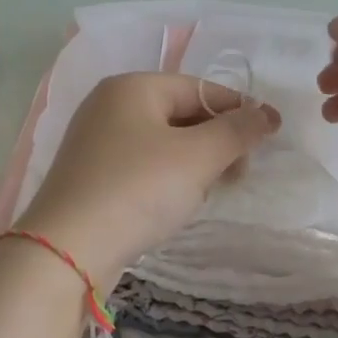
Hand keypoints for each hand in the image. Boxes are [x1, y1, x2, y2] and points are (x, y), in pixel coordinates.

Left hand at [16, 72, 280, 285]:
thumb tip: (267, 114)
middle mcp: (110, 105)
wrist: (68, 250)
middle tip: (239, 173)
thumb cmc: (138, 190)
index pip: (201, 88)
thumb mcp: (198, 157)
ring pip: (164, 142)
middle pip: (181, 113)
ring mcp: (96, 141)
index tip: (269, 138)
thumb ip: (237, 131)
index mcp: (133, 87)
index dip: (239, 111)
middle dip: (217, 141)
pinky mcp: (91, 176)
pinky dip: (168, 178)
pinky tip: (177, 202)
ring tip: (210, 191)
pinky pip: (143, 165)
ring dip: (195, 162)